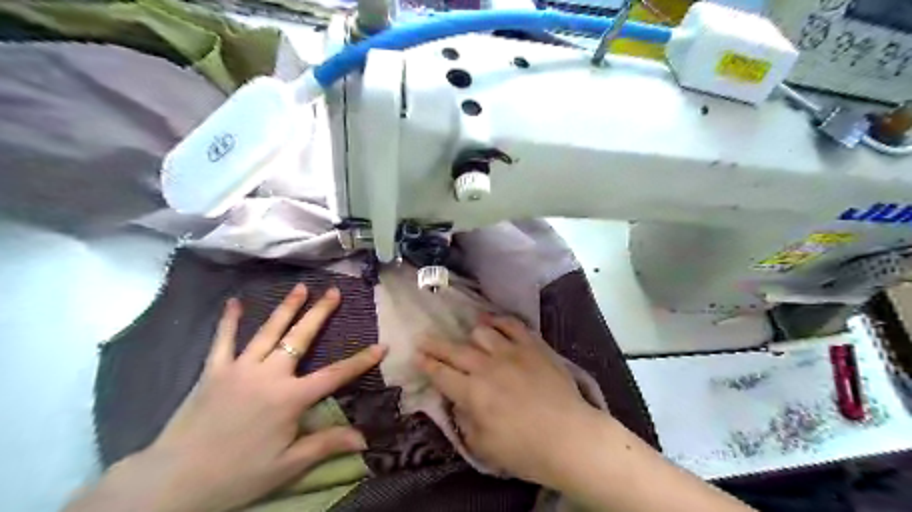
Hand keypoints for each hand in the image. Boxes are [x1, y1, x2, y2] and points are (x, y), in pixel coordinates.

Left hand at [68, 284, 383, 510]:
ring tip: (301, 288)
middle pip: (301, 337)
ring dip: (286, 307)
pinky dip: (229, 320)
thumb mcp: (288, 465)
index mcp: (290, 398)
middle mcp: (269, 374)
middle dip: (320, 313)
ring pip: (268, 331)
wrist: (173, 482)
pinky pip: (222, 340)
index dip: (361, 361)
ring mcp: (239, 368)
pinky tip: (234, 302)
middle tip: (334, 292)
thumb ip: (326, 444)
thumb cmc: (238, 474)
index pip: (335, 375)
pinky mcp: (213, 371)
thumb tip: (365, 439)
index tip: (382, 346)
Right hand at [416, 314, 600, 485]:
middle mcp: (486, 367)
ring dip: (470, 336)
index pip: (441, 374)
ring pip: (481, 332)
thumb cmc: (525, 450)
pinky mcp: (532, 346)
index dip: (426, 364)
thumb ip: (465, 421)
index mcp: (472, 393)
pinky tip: (492, 321)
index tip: (416, 356)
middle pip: (454, 350)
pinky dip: (498, 320)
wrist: (570, 437)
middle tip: (424, 339)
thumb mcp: (484, 447)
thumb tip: (459, 403)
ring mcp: (510, 352)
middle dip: (435, 344)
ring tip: (468, 337)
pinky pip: (511, 324)